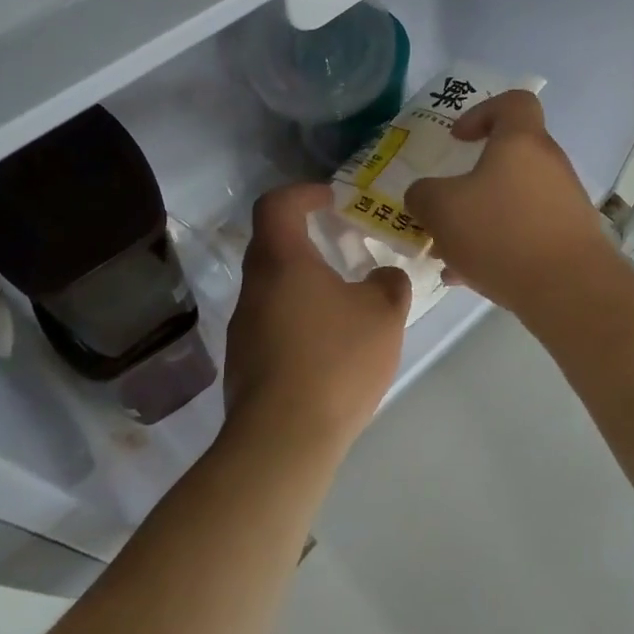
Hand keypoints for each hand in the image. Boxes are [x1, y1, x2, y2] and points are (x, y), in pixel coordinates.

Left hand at [222, 183, 410, 452]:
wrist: (283, 441)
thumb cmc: (335, 361)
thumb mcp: (383, 314)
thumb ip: (389, 284)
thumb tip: (383, 277)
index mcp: (281, 261)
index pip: (277, 204)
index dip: (303, 193)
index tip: (331, 199)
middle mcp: (254, 287)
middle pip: (272, 245)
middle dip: (307, 239)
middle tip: (343, 247)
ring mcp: (243, 328)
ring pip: (273, 287)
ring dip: (304, 283)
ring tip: (344, 303)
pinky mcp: (244, 363)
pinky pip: (272, 323)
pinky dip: (299, 318)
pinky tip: (329, 347)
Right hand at [404, 91, 620, 316]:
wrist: (570, 289)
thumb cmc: (502, 232)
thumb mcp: (441, 209)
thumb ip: (422, 195)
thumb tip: (423, 195)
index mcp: (521, 141)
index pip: (513, 102)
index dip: (482, 112)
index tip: (458, 139)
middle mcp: (549, 164)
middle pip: (509, 156)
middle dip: (471, 180)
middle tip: (445, 205)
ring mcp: (564, 202)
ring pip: (513, 199)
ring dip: (481, 218)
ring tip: (448, 253)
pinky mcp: (570, 237)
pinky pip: (526, 230)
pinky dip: (499, 245)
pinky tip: (469, 277)